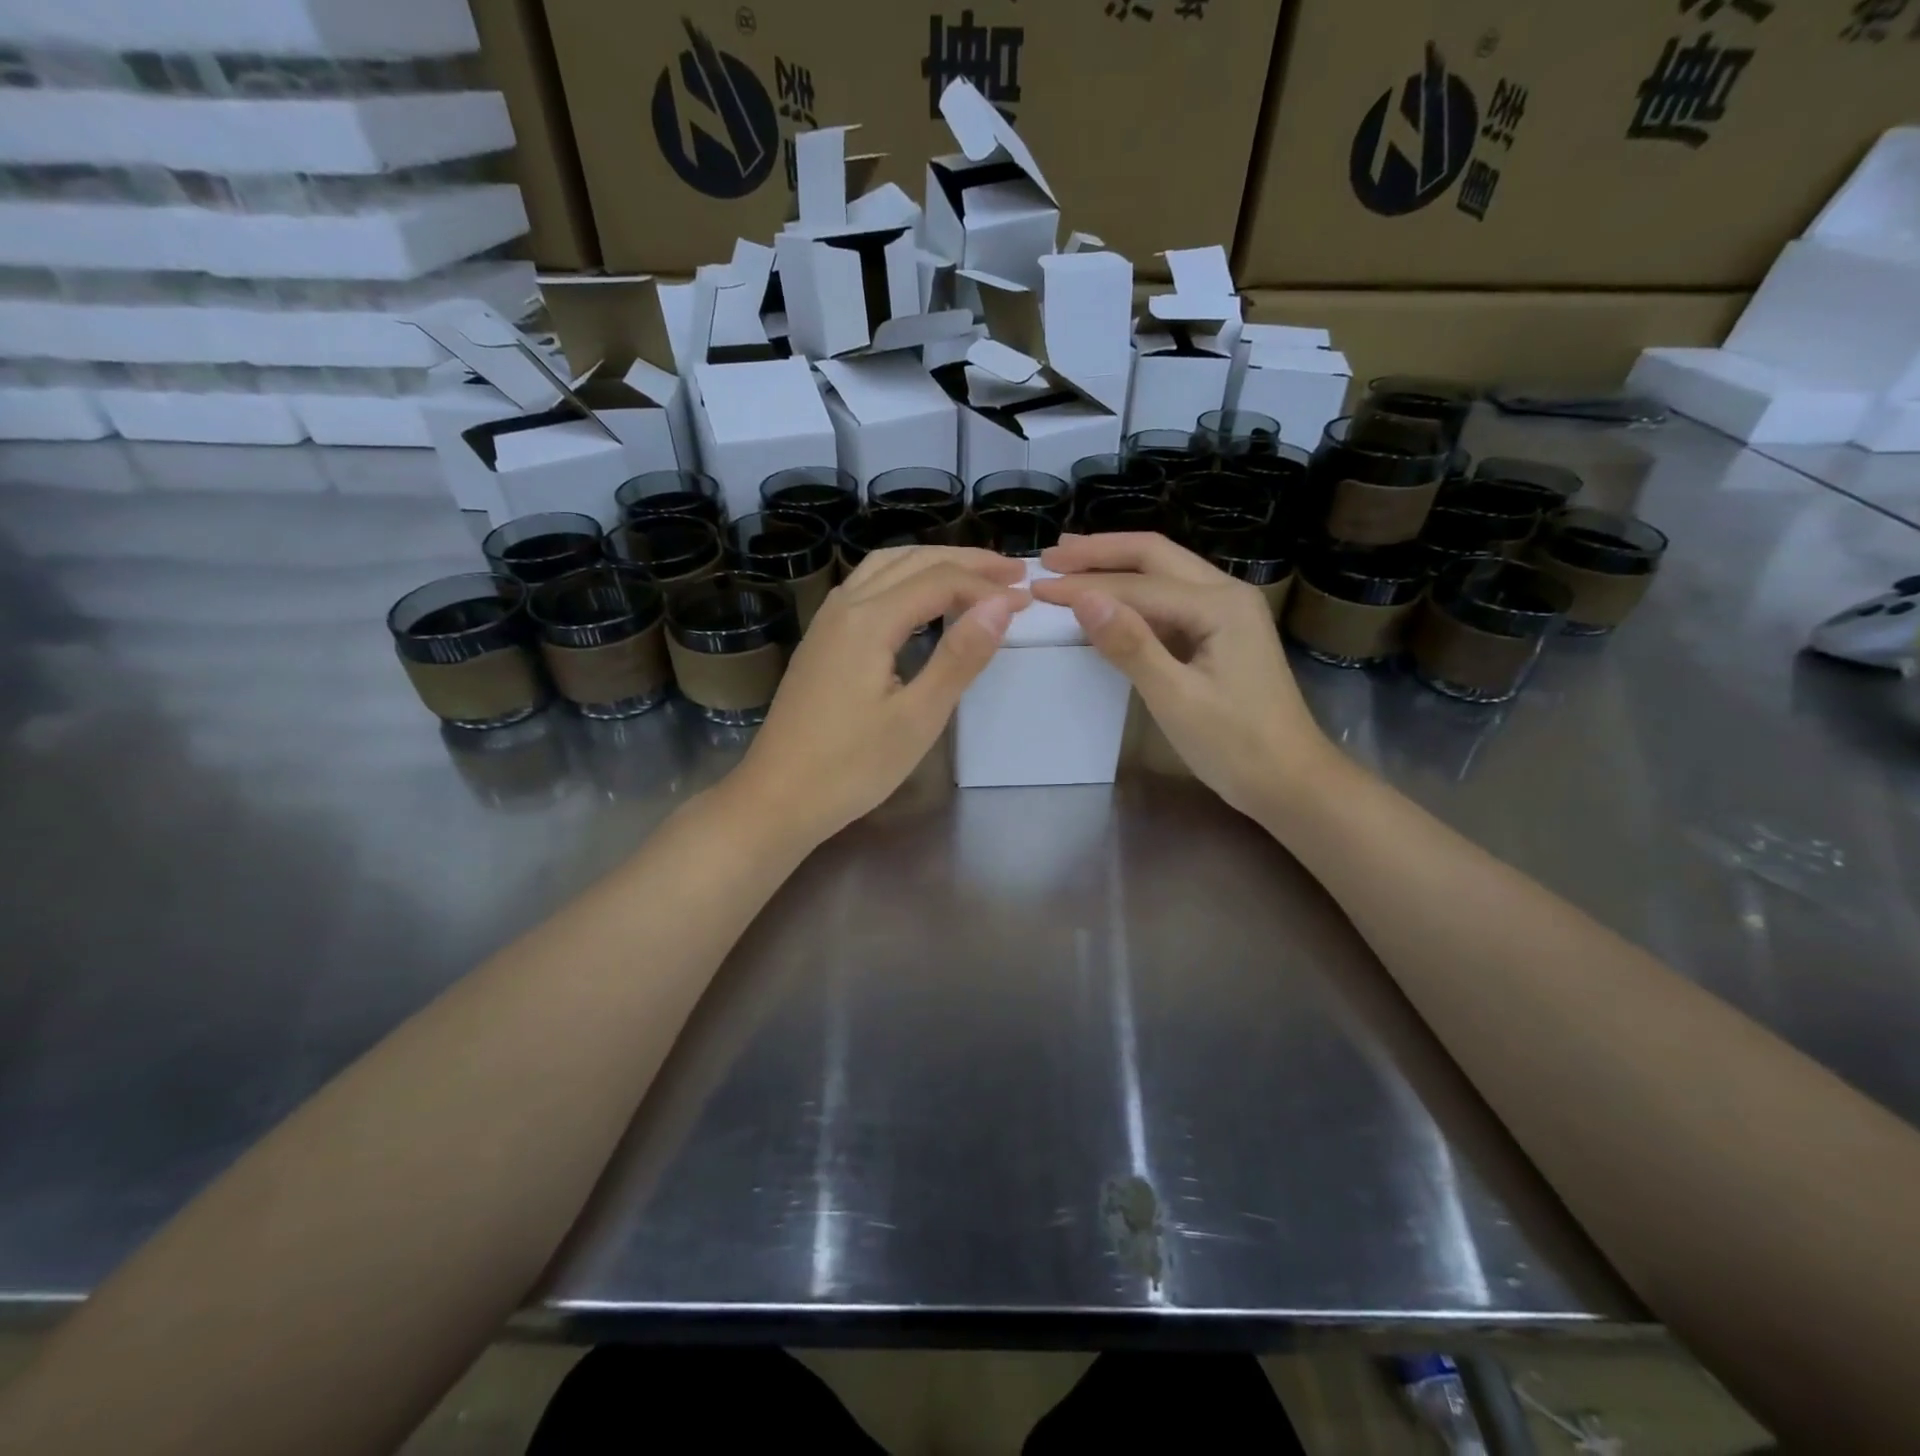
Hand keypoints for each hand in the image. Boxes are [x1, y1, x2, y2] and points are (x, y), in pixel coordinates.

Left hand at [733, 545, 1027, 845]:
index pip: (939, 580)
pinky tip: (919, 603)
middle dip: (964, 561)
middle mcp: (844, 607)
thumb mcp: (917, 717)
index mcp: (869, 620)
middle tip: (1011, 573)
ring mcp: (826, 623)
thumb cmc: (852, 767)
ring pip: (883, 568)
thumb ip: (959, 657)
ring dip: (931, 564)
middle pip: (910, 560)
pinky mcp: (820, 642)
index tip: (1027, 600)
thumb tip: (1001, 605)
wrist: (777, 798)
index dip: (986, 586)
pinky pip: (867, 588)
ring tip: (973, 578)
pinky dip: (904, 580)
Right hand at [1030, 532, 1337, 822]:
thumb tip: (1083, 598)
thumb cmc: (1236, 745)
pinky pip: (1170, 600)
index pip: (1138, 584)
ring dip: (1117, 565)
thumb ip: (1130, 645)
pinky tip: (1109, 598)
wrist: (1290, 781)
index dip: (1084, 585)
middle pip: (1155, 556)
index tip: (1037, 587)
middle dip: (1101, 553)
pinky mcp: (1220, 634)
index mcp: (1220, 605)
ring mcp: (1227, 612)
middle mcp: (1226, 594)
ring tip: (1072, 562)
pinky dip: (1134, 593)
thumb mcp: (1176, 698)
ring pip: (1164, 573)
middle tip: (1051, 557)